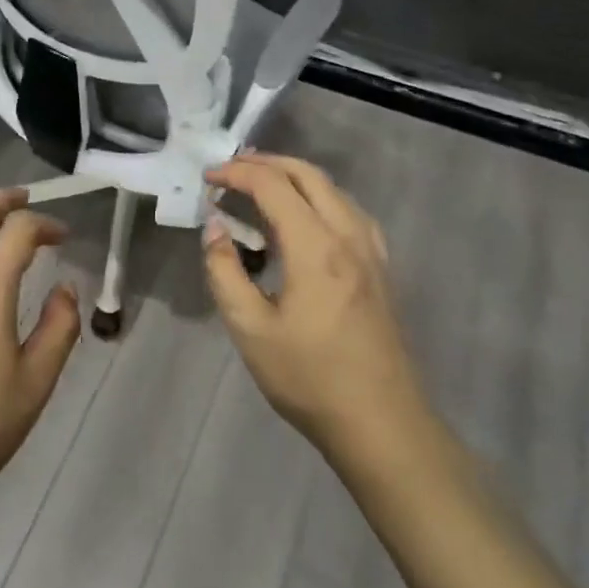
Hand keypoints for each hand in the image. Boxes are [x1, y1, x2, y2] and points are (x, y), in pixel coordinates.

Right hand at [203, 152, 429, 463]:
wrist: (382, 424)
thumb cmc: (309, 378)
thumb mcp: (250, 329)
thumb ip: (225, 271)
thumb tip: (215, 227)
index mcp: (315, 247)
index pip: (272, 185)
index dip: (236, 173)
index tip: (207, 178)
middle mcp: (347, 235)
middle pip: (307, 174)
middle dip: (265, 163)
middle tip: (229, 170)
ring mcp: (370, 250)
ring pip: (332, 188)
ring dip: (293, 176)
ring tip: (259, 184)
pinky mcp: (380, 267)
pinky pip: (348, 209)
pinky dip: (318, 196)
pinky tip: (304, 216)